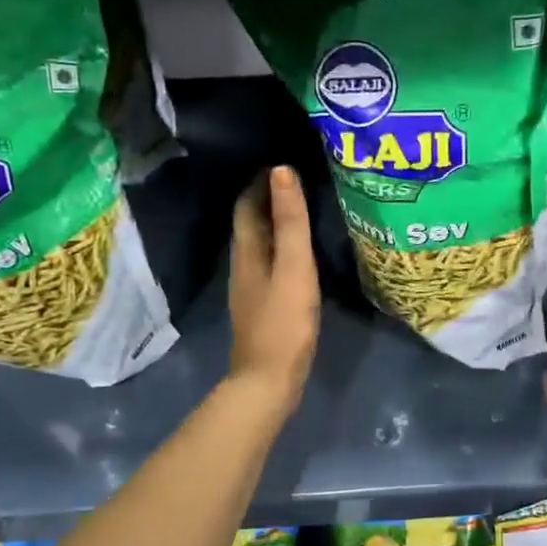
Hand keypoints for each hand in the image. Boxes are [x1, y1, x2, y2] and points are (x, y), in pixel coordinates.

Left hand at [228, 166, 319, 414]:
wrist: (268, 381)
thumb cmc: (284, 322)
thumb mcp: (294, 267)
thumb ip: (291, 222)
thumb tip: (281, 171)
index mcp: (247, 252)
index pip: (247, 205)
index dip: (260, 182)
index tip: (283, 164)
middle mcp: (243, 267)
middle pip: (251, 225)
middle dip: (268, 201)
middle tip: (298, 183)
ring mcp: (250, 290)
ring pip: (259, 247)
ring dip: (275, 226)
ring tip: (302, 214)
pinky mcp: (262, 309)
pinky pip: (269, 267)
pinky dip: (281, 251)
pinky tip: (299, 259)